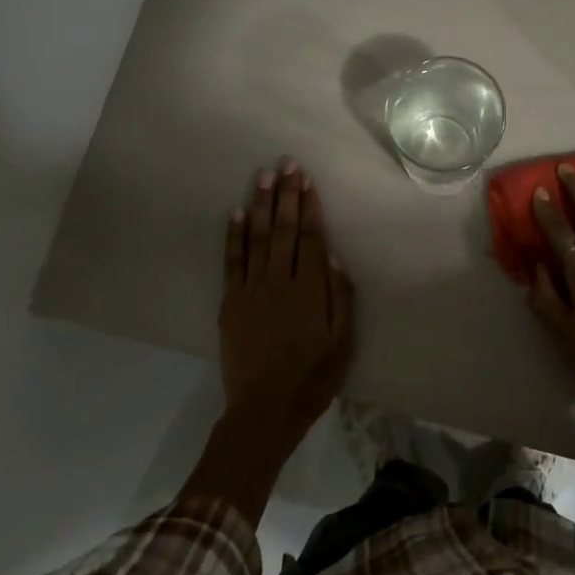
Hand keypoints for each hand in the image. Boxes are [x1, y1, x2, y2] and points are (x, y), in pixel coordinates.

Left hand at [217, 159, 356, 458]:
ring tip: (263, 176)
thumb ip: (341, 299)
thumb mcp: (343, 343)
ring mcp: (251, 290)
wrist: (264, 410)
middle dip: (286, 195)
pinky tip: (234, 212)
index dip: (309, 207)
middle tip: (286, 164)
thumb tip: (335, 259)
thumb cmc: (312, 379)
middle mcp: (280, 282)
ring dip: (260, 205)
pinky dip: (232, 236)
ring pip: (256, 238)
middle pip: (283, 230)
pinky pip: (232, 262)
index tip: (306, 180)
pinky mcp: (231, 302)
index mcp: (310, 291)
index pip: (310, 238)